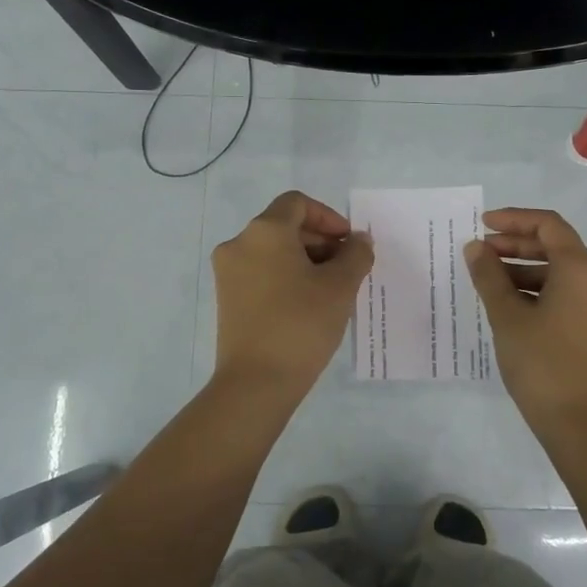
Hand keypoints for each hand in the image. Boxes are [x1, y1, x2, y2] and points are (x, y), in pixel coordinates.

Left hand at [211, 191, 373, 405]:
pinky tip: (308, 304)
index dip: (328, 218)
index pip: (298, 204)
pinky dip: (286, 277)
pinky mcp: (227, 298)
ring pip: (273, 251)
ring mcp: (228, 272)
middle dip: (320, 241)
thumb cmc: (301, 324)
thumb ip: (355, 254)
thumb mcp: (340, 286)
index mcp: (265, 231)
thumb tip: (359, 240)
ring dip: (305, 260)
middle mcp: (240, 243)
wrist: (256, 383)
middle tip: (347, 268)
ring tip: (331, 290)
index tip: (348, 244)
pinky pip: (261, 273)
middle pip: (285, 226)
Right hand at [463, 207, 586, 439]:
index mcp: (582, 270)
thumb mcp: (507, 316)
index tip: (483, 224)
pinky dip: (540, 290)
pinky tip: (511, 304)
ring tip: (488, 281)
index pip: (548, 226)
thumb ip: (489, 275)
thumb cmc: (542, 364)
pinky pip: (569, 294)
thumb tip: (476, 248)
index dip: (514, 220)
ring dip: (525, 269)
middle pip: (556, 247)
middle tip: (480, 253)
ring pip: (562, 272)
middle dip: (516, 246)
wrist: (581, 425)